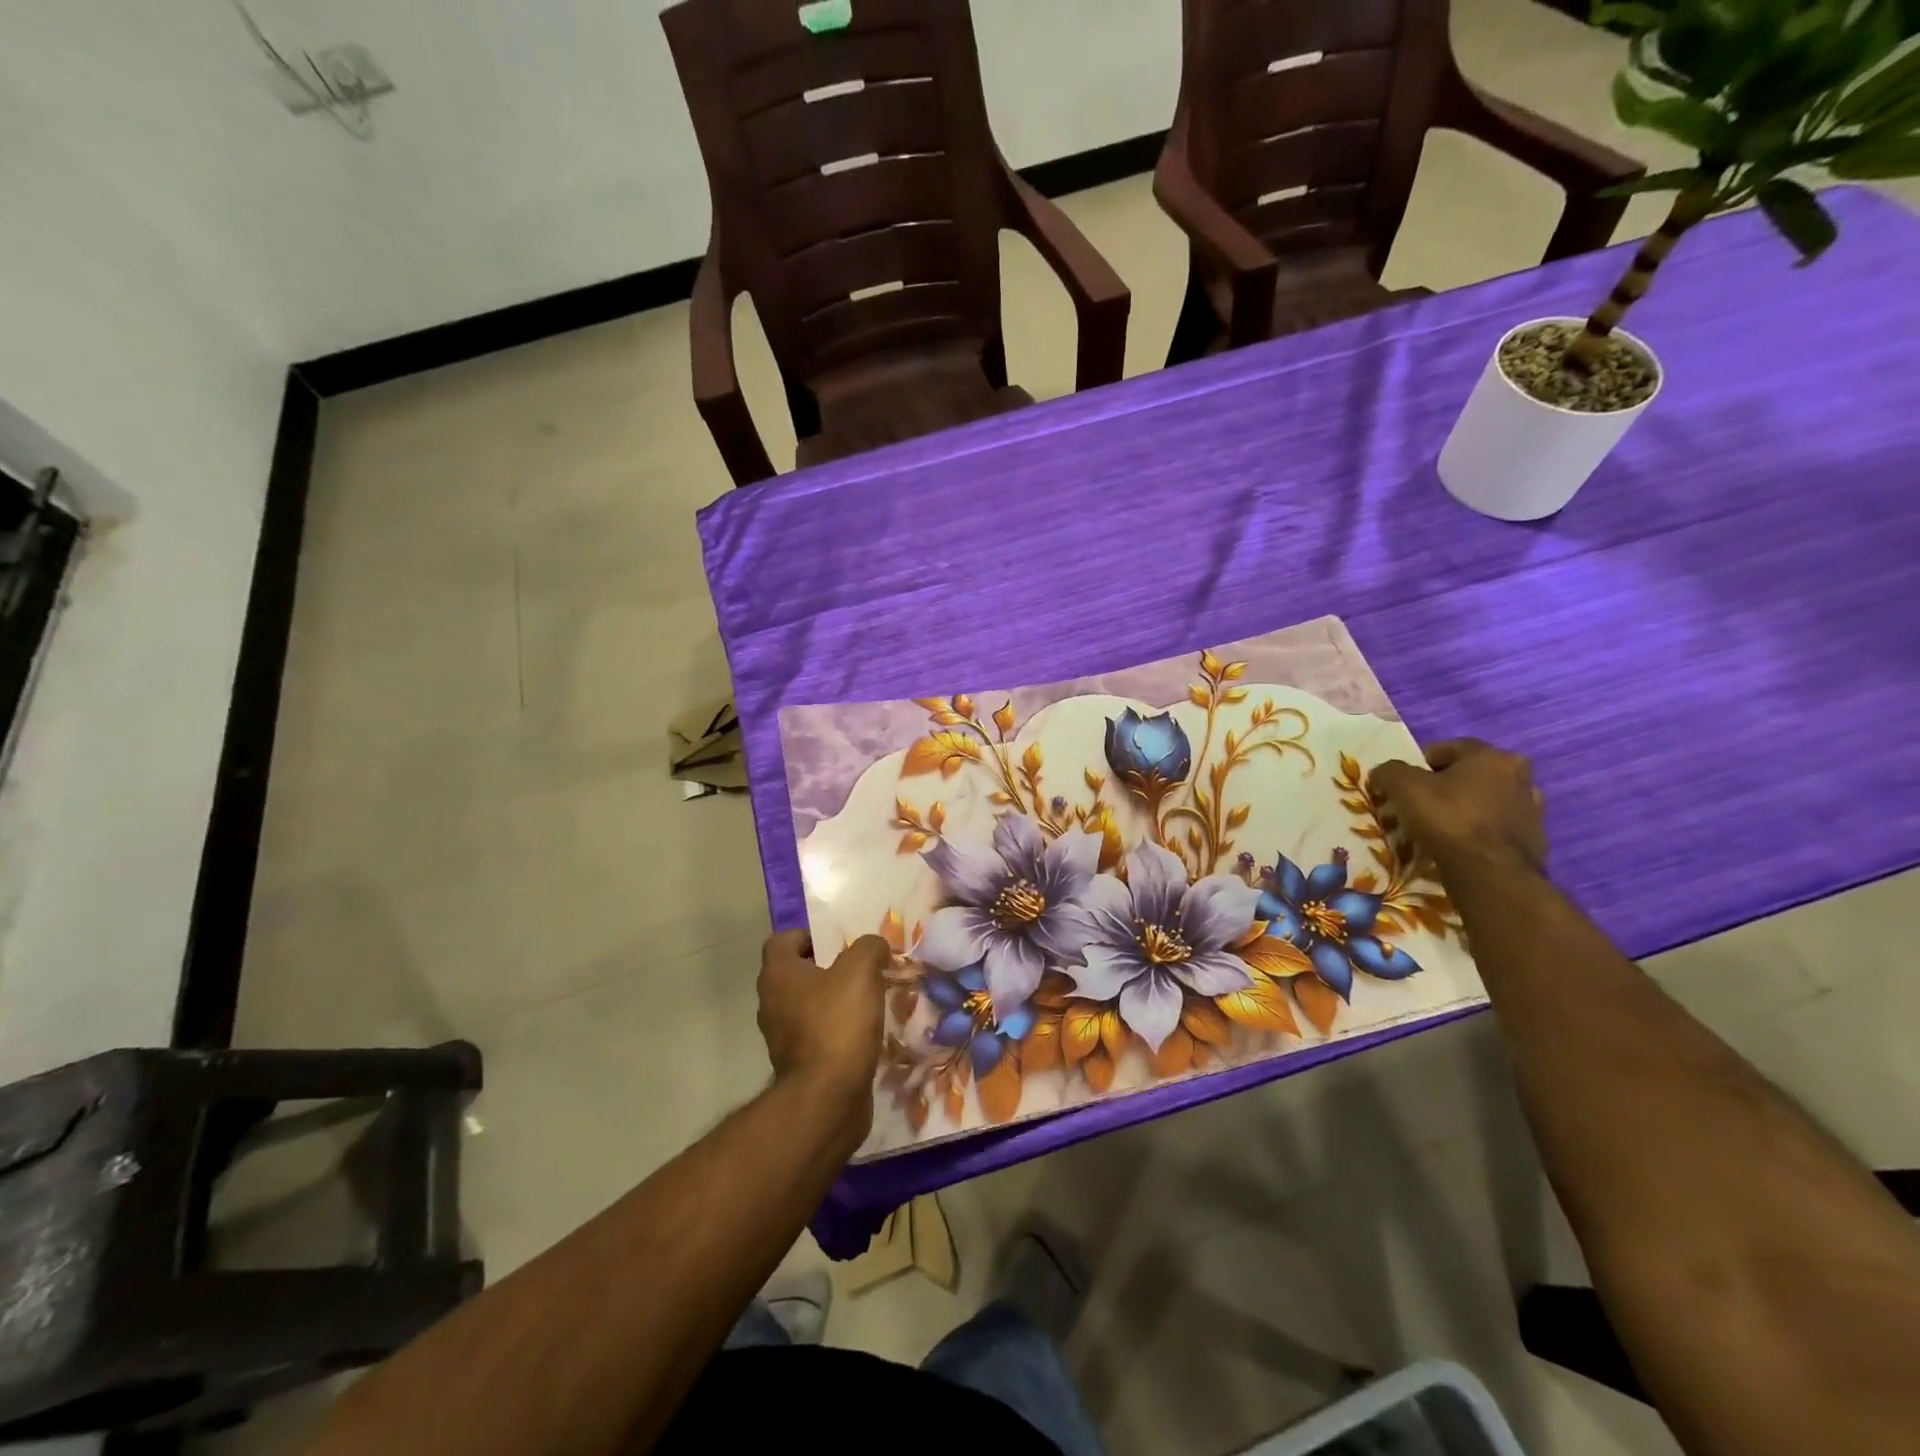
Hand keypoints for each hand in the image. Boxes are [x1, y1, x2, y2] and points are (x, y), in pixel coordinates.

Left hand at [756, 930, 890, 1129]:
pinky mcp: (798, 1064)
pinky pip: (816, 1035)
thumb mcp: (861, 971)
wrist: (828, 1099)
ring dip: (833, 1001)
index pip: (783, 940)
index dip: (810, 936)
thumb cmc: (838, 1024)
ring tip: (867, 1001)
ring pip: (807, 1005)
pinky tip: (863, 1033)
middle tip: (860, 970)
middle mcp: (771, 1002)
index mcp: (778, 975)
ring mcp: (782, 1037)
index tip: (840, 943)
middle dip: (827, 968)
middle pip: (797, 973)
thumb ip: (869, 948)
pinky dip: (836, 1031)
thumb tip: (874, 946)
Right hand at [1368, 738, 1547, 880]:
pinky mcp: (1534, 841)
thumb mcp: (1404, 786)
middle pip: (1470, 774)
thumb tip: (1384, 773)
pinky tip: (1459, 846)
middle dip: (1445, 785)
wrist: (1491, 874)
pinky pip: (1495, 828)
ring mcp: (1532, 811)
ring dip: (1464, 808)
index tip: (1402, 782)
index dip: (1419, 762)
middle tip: (1419, 803)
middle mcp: (1520, 777)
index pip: (1449, 748)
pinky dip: (1478, 832)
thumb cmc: (1448, 819)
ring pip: (1485, 801)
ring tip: (1438, 827)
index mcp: (1493, 756)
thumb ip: (1390, 771)